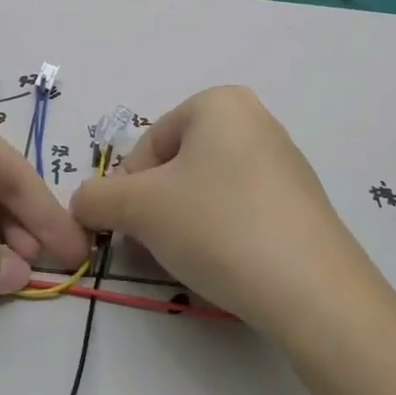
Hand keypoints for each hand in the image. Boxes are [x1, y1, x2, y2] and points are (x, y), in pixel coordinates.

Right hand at [69, 86, 382, 340]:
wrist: (313, 290)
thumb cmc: (218, 225)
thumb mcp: (141, 209)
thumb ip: (98, 198)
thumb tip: (82, 204)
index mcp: (219, 103)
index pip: (149, 144)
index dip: (129, 189)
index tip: (130, 229)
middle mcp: (255, 120)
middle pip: (179, 165)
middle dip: (157, 207)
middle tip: (155, 247)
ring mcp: (285, 161)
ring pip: (209, 189)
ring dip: (186, 222)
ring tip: (192, 260)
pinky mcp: (302, 203)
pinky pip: (243, 209)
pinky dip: (223, 233)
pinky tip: (227, 265)